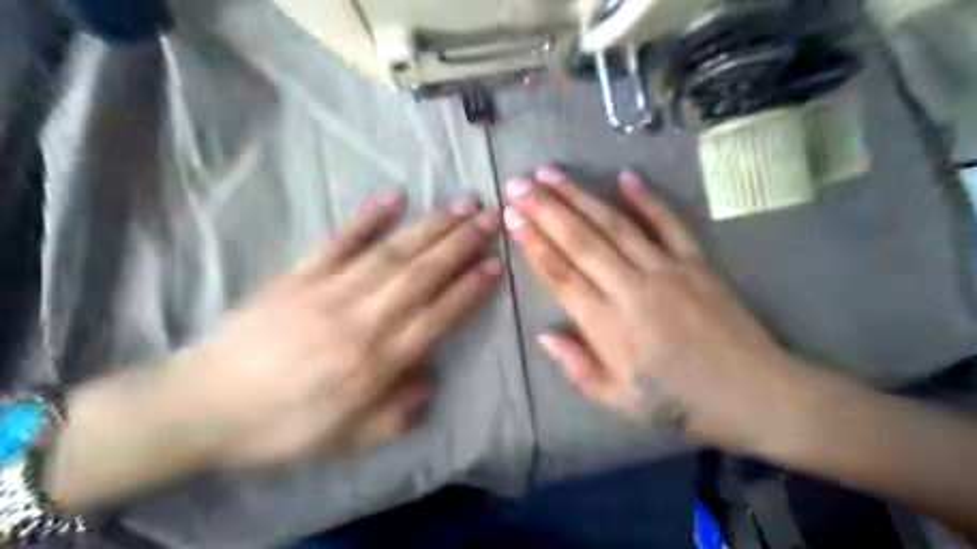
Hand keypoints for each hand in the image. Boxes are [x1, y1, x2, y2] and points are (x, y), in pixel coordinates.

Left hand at [185, 193, 503, 467]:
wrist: (202, 407)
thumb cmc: (282, 428)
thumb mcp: (347, 442)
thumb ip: (397, 414)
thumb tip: (431, 377)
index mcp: (374, 364)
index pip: (436, 317)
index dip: (469, 289)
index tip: (496, 263)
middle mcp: (359, 321)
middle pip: (420, 276)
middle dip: (461, 244)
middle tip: (491, 217)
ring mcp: (326, 292)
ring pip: (389, 254)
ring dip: (429, 227)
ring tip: (461, 204)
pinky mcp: (297, 276)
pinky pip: (337, 242)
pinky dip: (365, 218)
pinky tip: (393, 197)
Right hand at [503, 166, 801, 449]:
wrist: (756, 395)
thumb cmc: (680, 404)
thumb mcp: (619, 401)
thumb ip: (577, 366)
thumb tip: (543, 333)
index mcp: (609, 327)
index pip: (561, 275)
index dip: (534, 243)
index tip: (512, 216)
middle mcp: (632, 289)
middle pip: (581, 241)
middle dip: (546, 209)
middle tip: (519, 183)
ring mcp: (667, 270)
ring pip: (615, 225)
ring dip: (581, 196)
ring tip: (551, 173)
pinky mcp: (697, 263)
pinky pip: (669, 224)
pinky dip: (647, 199)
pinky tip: (625, 176)